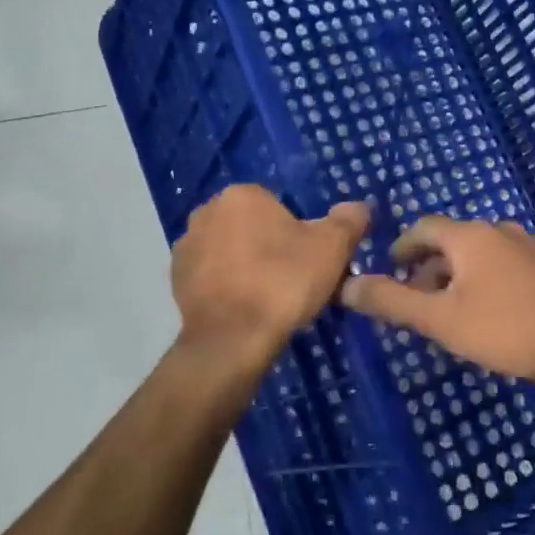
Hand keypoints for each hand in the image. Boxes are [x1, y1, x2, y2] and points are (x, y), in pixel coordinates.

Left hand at [169, 186, 369, 382]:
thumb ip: (349, 220)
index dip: (298, 233)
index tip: (309, 260)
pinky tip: (245, 309)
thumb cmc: (284, 282)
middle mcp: (207, 211)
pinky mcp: (176, 280)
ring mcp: (187, 246)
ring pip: (230, 250)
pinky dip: (227, 287)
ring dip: (246, 266)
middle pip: (252, 226)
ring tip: (269, 299)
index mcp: (243, 195)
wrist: (232, 340)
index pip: (278, 207)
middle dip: (270, 246)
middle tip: (293, 280)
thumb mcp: (332, 247)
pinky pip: (212, 276)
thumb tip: (358, 208)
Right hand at [340, 217, 534, 385]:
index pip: (424, 227)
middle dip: (428, 266)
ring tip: (448, 311)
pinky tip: (488, 313)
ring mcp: (528, 247)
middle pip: (452, 240)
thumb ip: (393, 302)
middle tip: (414, 300)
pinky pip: (502, 265)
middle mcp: (499, 231)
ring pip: (479, 254)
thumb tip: (347, 285)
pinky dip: (482, 280)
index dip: (402, 247)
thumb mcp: (442, 320)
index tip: (388, 270)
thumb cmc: (508, 328)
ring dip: (455, 276)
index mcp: (470, 236)